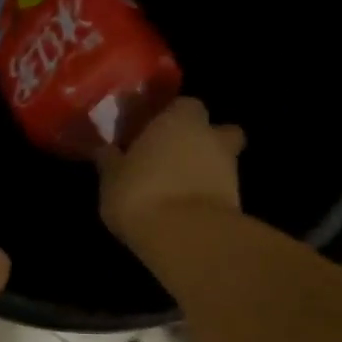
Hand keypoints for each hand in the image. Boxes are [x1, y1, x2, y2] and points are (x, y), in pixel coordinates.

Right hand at [97, 97, 245, 249]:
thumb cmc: (140, 193)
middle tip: (171, 156)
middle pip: (214, 130)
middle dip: (199, 140)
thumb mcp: (111, 177)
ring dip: (202, 169)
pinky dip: (205, 195)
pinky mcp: (236, 200)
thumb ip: (110, 159)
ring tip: (173, 189)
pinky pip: (218, 189)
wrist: (185, 236)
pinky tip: (182, 209)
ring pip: (219, 160)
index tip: (150, 132)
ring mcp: (229, 168)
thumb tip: (104, 149)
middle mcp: (210, 136)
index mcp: (178, 120)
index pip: (182, 105)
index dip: (168, 117)